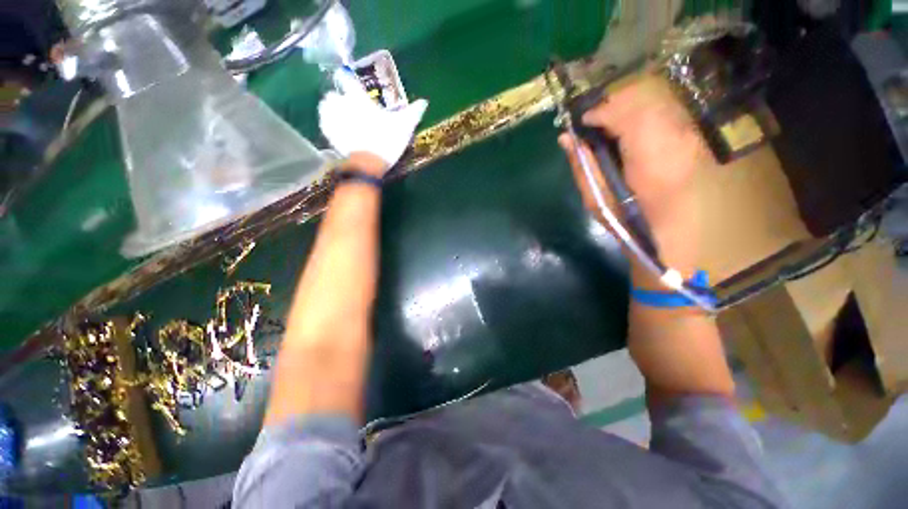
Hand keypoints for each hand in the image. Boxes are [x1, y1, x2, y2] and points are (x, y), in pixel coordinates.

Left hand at [318, 68, 428, 174]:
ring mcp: (333, 119)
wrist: (369, 164)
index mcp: (359, 99)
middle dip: (339, 98)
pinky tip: (336, 130)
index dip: (350, 81)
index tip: (354, 88)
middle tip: (349, 108)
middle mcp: (342, 104)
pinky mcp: (328, 134)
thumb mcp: (404, 127)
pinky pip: (324, 124)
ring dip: (330, 109)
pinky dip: (328, 124)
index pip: (349, 81)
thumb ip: (413, 113)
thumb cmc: (386, 141)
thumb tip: (425, 101)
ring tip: (340, 117)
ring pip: (325, 107)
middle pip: (333, 94)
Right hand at [558, 75, 709, 273]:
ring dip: (628, 113)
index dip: (600, 112)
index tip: (582, 123)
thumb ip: (582, 165)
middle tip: (594, 125)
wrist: (672, 241)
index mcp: (651, 157)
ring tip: (610, 130)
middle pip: (643, 100)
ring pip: (656, 105)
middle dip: (614, 107)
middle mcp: (677, 139)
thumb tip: (565, 139)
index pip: (625, 114)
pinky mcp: (693, 141)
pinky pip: (665, 117)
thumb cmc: (628, 225)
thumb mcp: (596, 200)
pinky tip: (631, 136)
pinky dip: (643, 120)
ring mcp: (690, 138)